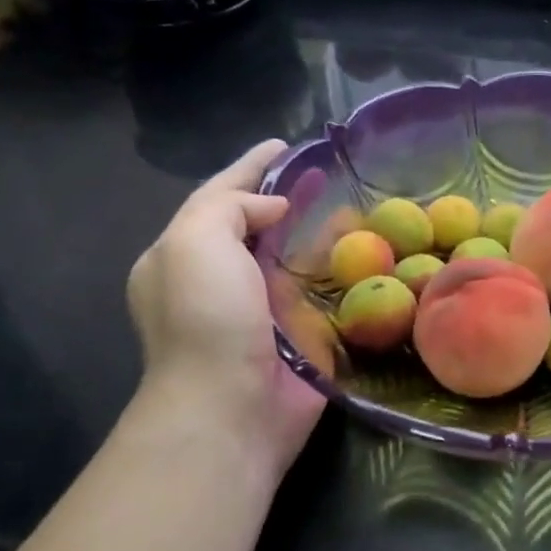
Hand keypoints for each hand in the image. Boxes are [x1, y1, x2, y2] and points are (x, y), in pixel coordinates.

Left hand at [127, 141, 323, 464]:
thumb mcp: (195, 244)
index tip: (284, 144)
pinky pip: (321, 286)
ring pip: (292, 253)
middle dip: (286, 193)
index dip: (250, 167)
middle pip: (257, 222)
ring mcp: (262, 307)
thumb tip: (274, 208)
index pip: (219, 197)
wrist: (231, 407)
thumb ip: (228, 208)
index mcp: (183, 256)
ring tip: (352, 199)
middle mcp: (221, 278)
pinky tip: (366, 248)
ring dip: (317, 226)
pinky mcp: (299, 332)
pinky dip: (339, 264)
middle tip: (325, 169)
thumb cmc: (206, 319)